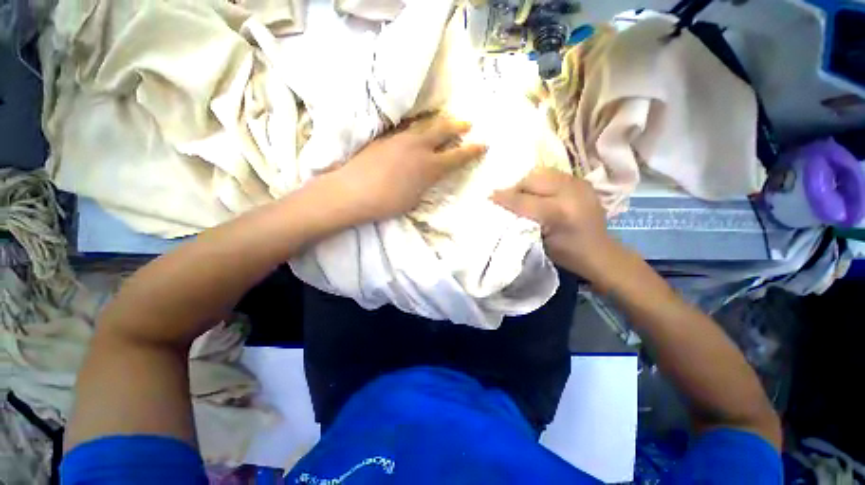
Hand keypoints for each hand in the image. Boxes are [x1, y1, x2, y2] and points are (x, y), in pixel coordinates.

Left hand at [332, 115, 486, 221]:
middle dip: (458, 126)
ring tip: (446, 120)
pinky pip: (408, 128)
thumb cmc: (386, 203)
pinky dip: (419, 127)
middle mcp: (419, 147)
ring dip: (439, 122)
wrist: (352, 191)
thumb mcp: (414, 199)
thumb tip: (429, 175)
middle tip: (468, 124)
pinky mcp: (386, 137)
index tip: (483, 144)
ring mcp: (401, 139)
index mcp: (429, 167)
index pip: (457, 156)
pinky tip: (419, 129)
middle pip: (443, 130)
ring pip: (425, 124)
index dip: (472, 150)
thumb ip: (425, 183)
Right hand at [492, 168, 618, 279]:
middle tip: (508, 198)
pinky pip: (553, 174)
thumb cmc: (567, 255)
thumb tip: (501, 207)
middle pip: (532, 179)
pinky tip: (539, 193)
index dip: (504, 197)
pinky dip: (541, 181)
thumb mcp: (539, 243)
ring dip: (528, 182)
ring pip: (542, 172)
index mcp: (558, 213)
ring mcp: (579, 184)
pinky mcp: (582, 181)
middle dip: (516, 187)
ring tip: (523, 195)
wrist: (600, 253)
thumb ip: (520, 222)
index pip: (523, 199)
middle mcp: (570, 192)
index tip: (489, 196)